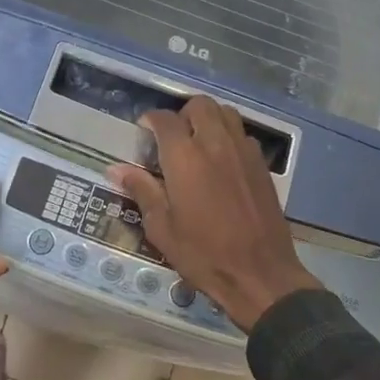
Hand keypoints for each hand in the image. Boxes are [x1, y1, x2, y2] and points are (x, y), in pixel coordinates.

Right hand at [107, 95, 318, 333]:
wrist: (260, 274)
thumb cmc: (203, 254)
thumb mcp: (162, 228)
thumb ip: (142, 190)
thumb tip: (117, 169)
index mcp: (185, 157)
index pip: (165, 119)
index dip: (150, 120)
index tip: (143, 132)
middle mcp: (216, 143)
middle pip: (199, 105)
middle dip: (182, 113)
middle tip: (172, 137)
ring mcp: (243, 151)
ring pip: (225, 113)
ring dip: (208, 119)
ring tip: (197, 143)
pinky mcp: (262, 165)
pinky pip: (242, 134)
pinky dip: (228, 136)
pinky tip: (221, 161)